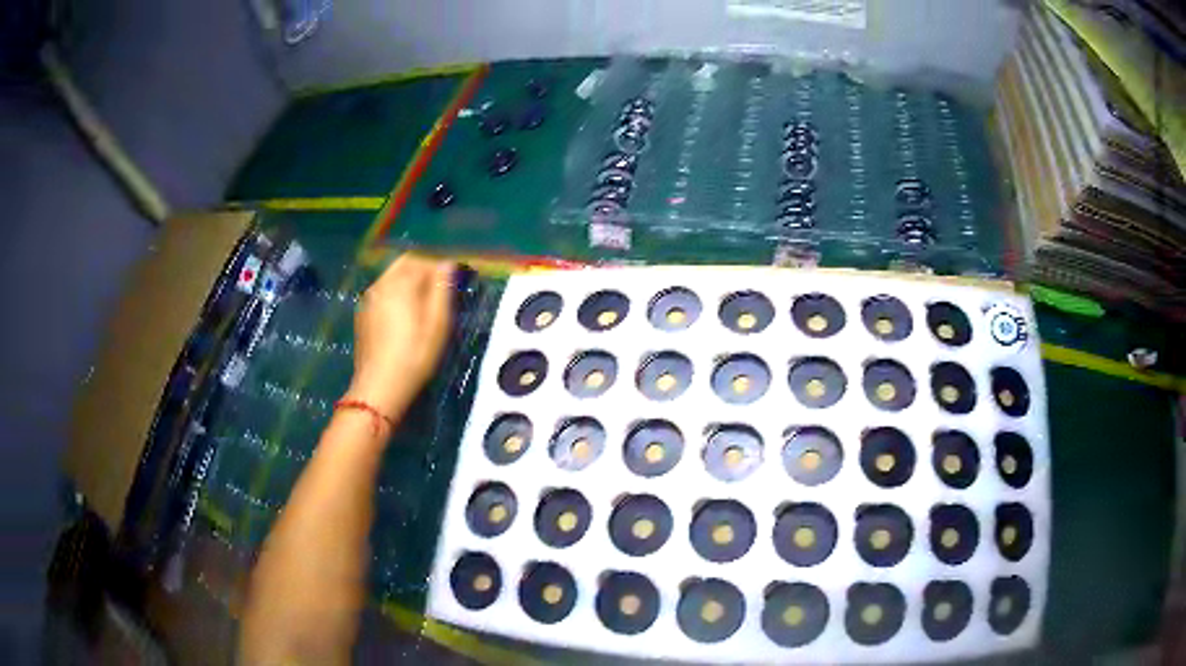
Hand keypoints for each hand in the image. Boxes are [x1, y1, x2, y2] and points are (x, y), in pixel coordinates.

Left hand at [346, 253, 453, 417]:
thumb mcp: (438, 323)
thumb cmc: (415, 355)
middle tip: (439, 286)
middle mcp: (381, 284)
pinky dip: (396, 292)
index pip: (422, 260)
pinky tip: (404, 314)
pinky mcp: (363, 314)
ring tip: (424, 300)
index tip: (455, 276)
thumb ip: (442, 289)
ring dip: (408, 280)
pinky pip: (382, 292)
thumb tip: (447, 263)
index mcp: (400, 283)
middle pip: (403, 264)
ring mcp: (368, 299)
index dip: (440, 265)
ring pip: (391, 276)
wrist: (380, 387)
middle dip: (423, 268)